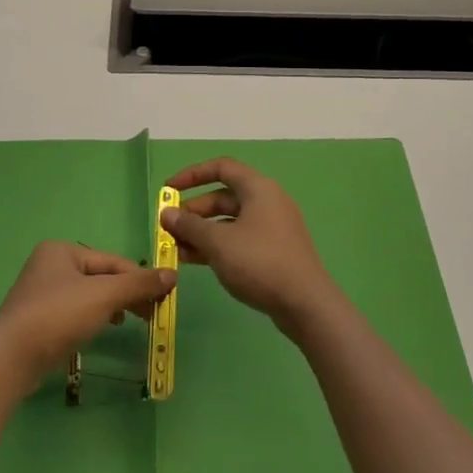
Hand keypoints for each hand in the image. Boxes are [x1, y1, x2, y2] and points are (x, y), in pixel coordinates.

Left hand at [0, 241, 172, 388]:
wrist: (11, 357)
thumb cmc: (58, 315)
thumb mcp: (104, 296)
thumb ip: (138, 284)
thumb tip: (172, 274)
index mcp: (62, 250)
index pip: (112, 261)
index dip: (140, 277)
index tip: (164, 297)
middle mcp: (49, 265)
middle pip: (101, 276)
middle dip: (127, 293)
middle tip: (153, 312)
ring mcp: (41, 293)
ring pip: (89, 295)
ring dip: (113, 306)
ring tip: (132, 320)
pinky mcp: (38, 319)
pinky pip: (75, 311)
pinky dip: (94, 317)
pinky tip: (104, 328)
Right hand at [160, 158, 342, 338]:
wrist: (305, 304)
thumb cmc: (259, 262)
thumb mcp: (218, 242)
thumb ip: (189, 225)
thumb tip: (167, 213)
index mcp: (258, 189)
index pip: (221, 168)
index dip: (191, 175)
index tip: (168, 191)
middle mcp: (266, 202)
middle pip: (222, 197)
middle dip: (193, 211)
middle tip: (169, 229)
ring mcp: (271, 228)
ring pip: (228, 221)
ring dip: (201, 232)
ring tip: (176, 249)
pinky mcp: (272, 251)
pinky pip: (238, 240)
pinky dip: (216, 246)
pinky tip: (194, 261)